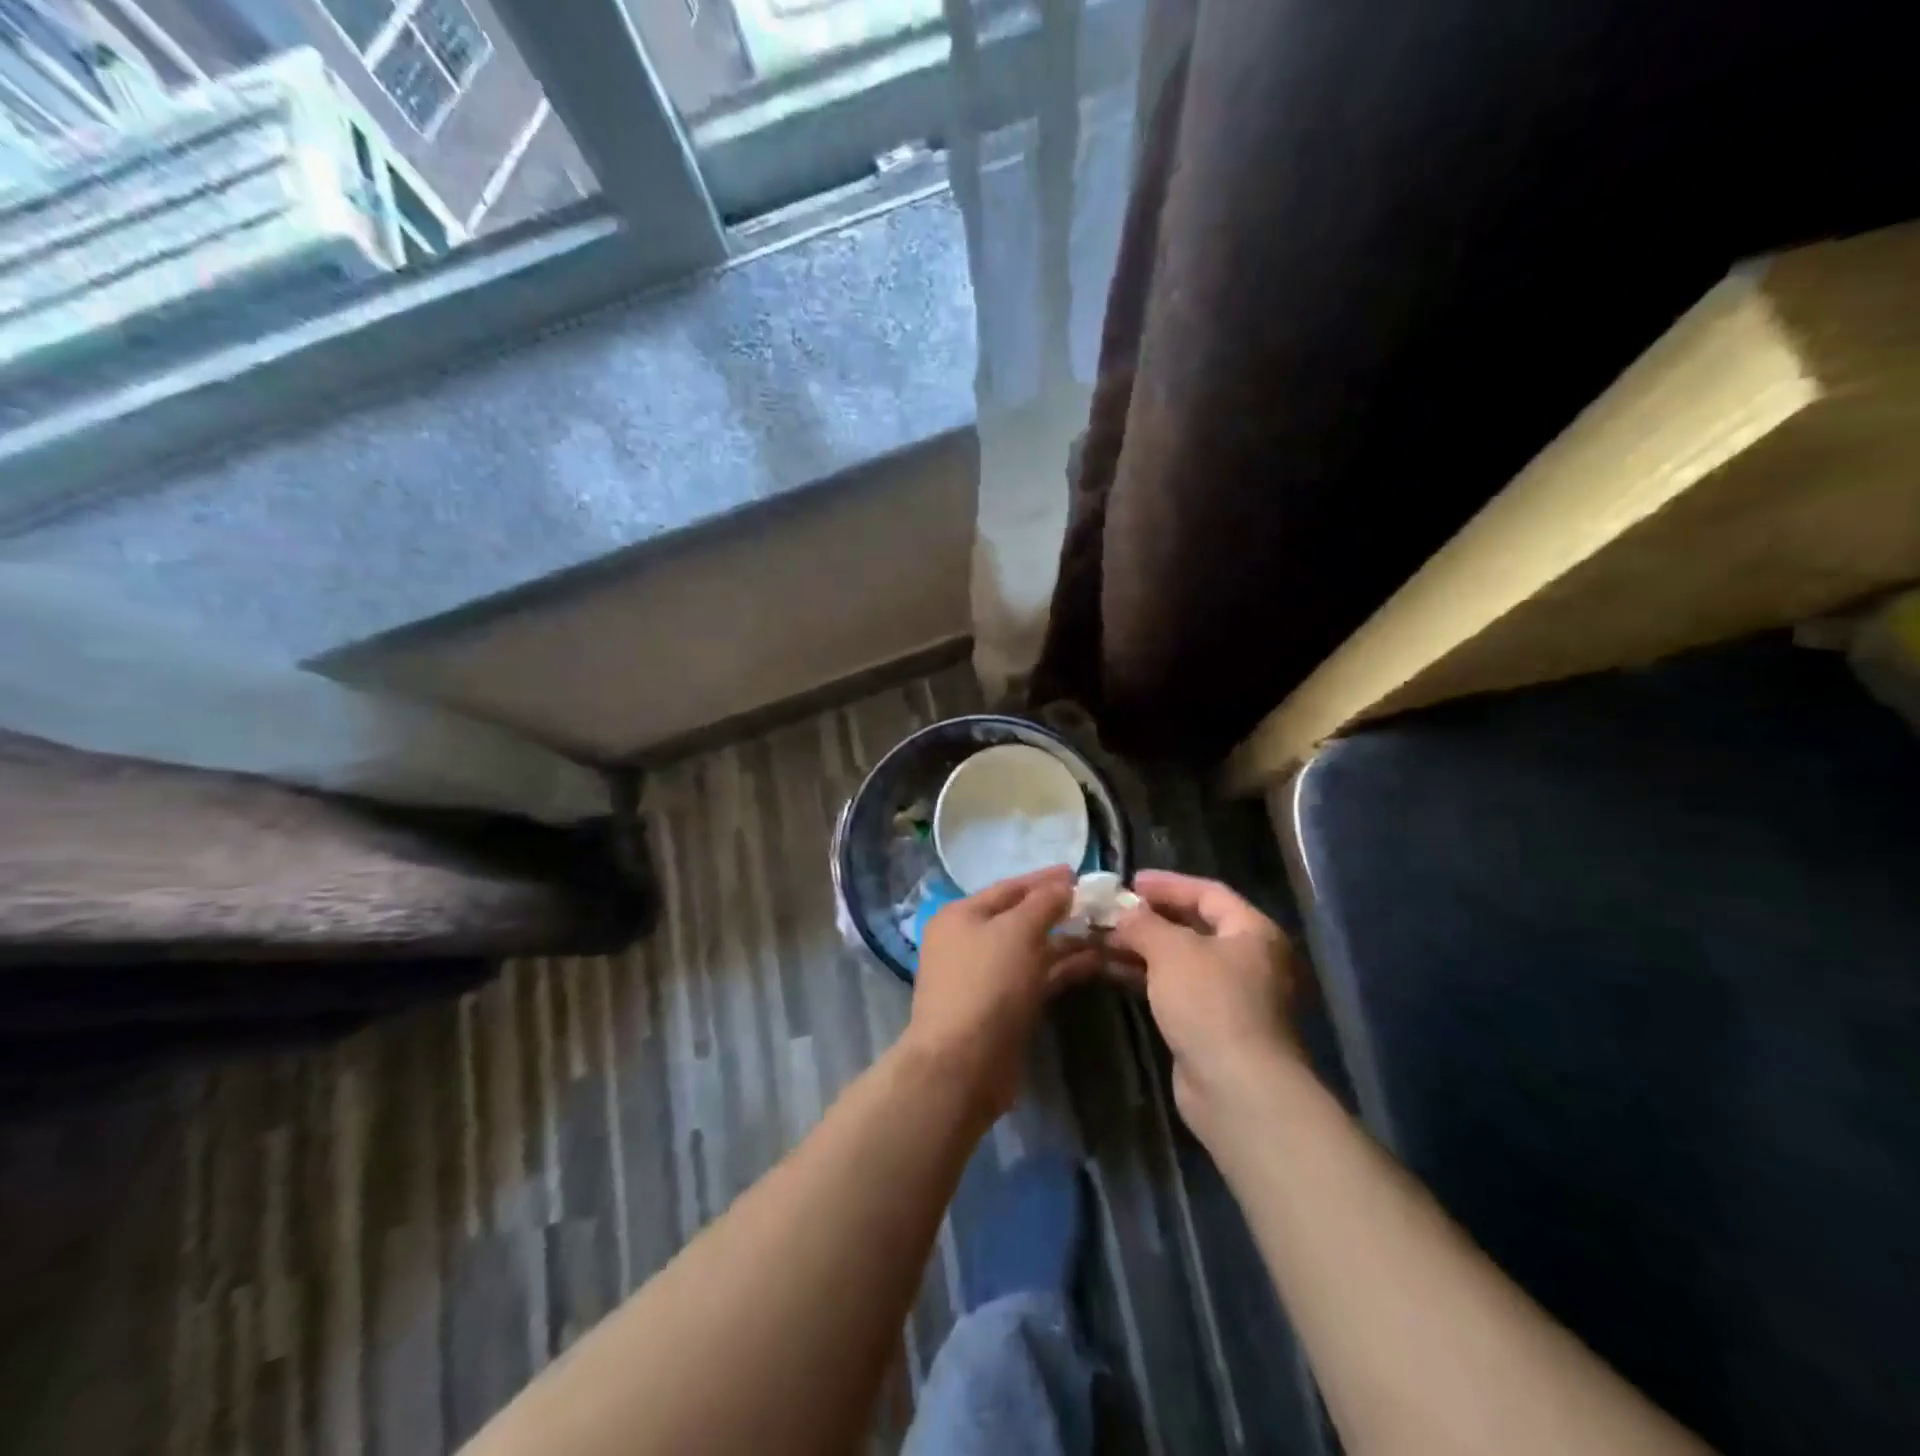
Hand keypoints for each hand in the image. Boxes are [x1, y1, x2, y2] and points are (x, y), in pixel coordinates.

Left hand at [904, 866, 1098, 1119]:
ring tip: (1108, 931)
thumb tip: (1064, 885)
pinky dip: (1063, 968)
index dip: (1044, 879)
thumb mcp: (1016, 932)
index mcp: (961, 915)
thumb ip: (1043, 903)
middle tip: (1099, 903)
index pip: (1009, 887)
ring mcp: (986, 977)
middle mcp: (970, 941)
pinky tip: (1097, 961)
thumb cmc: (986, 984)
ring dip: (1067, 941)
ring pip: (1032, 950)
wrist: (962, 1065)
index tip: (1078, 872)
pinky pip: (1037, 977)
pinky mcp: (1004, 1007)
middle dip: (1059, 910)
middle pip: (1020, 918)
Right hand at [1106, 870, 1301, 1140]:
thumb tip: (1124, 914)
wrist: (1237, 1089)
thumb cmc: (1211, 1003)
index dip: (1168, 884)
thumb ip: (1144, 924)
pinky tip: (1112, 971)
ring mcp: (1231, 996)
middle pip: (1193, 926)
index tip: (1129, 882)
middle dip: (1149, 918)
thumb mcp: (1172, 951)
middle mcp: (1248, 960)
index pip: (1208, 893)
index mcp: (1252, 932)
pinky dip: (1146, 976)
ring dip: (1141, 948)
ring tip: (1100, 939)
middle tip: (1110, 912)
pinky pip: (1175, 988)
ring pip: (1180, 960)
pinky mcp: (1212, 1026)